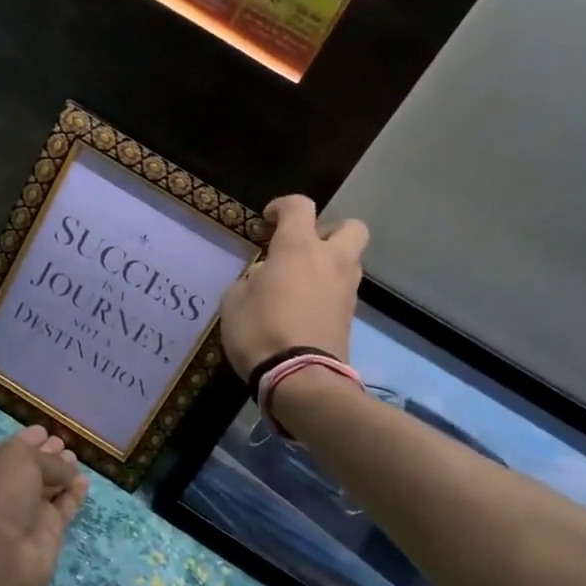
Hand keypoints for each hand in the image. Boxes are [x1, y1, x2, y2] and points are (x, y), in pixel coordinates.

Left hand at [0, 425, 88, 585]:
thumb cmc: (1, 495)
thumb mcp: (20, 459)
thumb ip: (47, 458)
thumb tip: (66, 468)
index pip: (13, 449)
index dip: (29, 439)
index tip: (46, 431)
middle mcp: (8, 488)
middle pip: (33, 467)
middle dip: (48, 455)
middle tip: (65, 445)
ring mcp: (28, 512)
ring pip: (50, 487)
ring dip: (63, 473)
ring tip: (76, 460)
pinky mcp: (48, 532)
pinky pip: (64, 507)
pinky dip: (74, 494)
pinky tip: (83, 481)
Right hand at [219, 195, 367, 376]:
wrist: (300, 379)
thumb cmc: (260, 332)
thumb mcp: (234, 302)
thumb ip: (249, 280)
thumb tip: (263, 278)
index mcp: (298, 248)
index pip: (300, 206)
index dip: (282, 206)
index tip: (267, 220)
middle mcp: (330, 260)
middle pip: (350, 227)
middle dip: (329, 230)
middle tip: (303, 247)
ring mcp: (346, 289)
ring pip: (349, 260)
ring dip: (329, 263)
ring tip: (300, 282)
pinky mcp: (351, 316)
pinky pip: (342, 290)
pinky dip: (328, 291)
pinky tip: (305, 307)